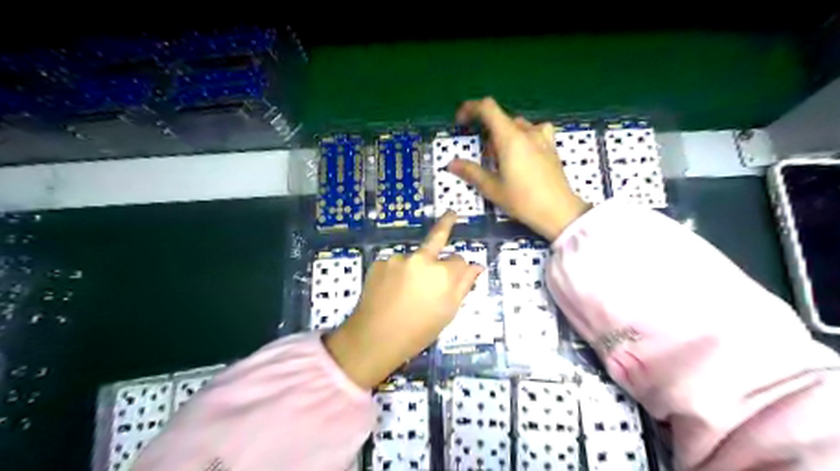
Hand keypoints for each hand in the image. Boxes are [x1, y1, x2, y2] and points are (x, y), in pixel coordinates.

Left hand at [322, 211, 482, 388]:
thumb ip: (463, 285)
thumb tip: (477, 266)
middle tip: (452, 214)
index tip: (457, 275)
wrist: (375, 338)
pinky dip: (396, 273)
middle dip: (446, 222)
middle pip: (437, 237)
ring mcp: (399, 259)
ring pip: (414, 257)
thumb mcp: (448, 312)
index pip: (459, 260)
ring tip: (405, 292)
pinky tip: (391, 291)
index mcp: (443, 274)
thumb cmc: (418, 331)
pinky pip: (395, 264)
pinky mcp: (380, 262)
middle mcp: (422, 260)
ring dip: (415, 267)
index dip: (459, 269)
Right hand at [450, 97, 584, 240]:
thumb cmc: (523, 201)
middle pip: (500, 119)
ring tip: (502, 161)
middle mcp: (526, 131)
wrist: (560, 211)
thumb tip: (451, 164)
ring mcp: (542, 137)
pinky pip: (532, 132)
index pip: (487, 108)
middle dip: (486, 133)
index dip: (470, 109)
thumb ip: (471, 172)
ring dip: (503, 137)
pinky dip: (521, 138)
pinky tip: (523, 154)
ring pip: (516, 126)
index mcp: (510, 138)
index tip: (461, 122)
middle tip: (484, 159)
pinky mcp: (551, 146)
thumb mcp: (493, 189)